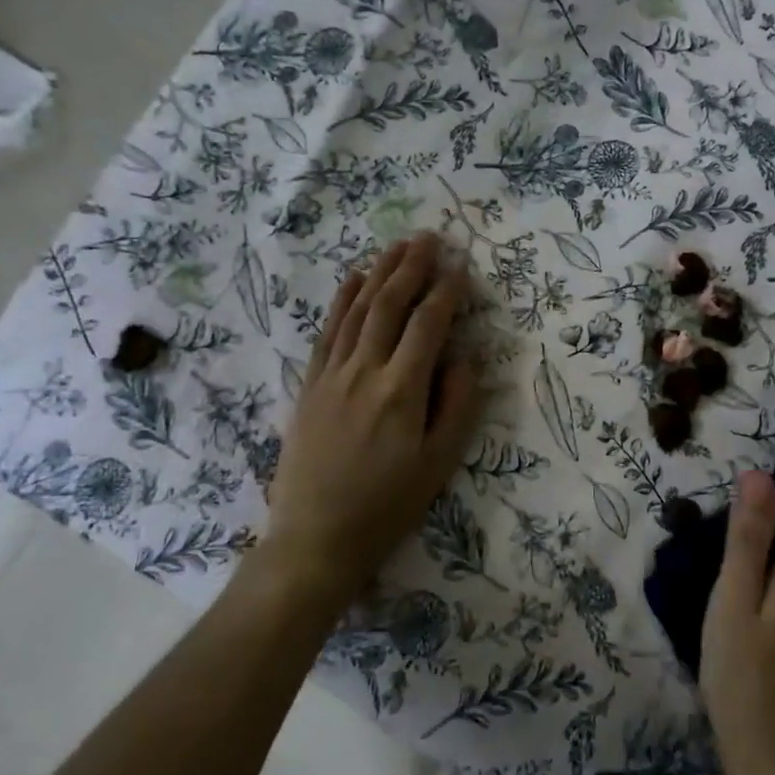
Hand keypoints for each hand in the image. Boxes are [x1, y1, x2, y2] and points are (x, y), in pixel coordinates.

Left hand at [257, 232, 479, 611]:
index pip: (427, 325)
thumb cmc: (387, 506)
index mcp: (402, 390)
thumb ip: (457, 405)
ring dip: (379, 273)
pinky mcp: (310, 385)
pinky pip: (327, 331)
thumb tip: (464, 356)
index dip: (446, 292)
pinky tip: (354, 279)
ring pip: (357, 310)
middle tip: (430, 237)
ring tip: (398, 246)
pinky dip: (342, 300)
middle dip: (412, 267)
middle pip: (389, 306)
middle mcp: (364, 371)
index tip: (460, 266)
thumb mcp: (439, 464)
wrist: (316, 538)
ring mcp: (331, 375)